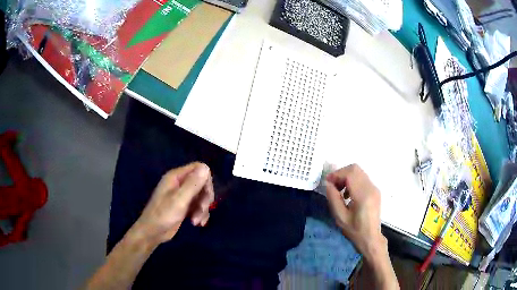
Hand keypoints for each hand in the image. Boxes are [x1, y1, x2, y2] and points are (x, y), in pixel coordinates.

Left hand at [132, 162, 213, 244]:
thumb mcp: (179, 199)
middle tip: (202, 209)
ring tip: (197, 221)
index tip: (206, 194)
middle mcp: (180, 183)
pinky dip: (200, 214)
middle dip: (205, 198)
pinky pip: (198, 206)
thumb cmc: (163, 214)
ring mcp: (182, 195)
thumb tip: (206, 167)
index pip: (198, 168)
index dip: (206, 180)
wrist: (152, 232)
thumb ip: (193, 184)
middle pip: (202, 183)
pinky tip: (198, 223)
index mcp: (176, 177)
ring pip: (201, 196)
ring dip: (203, 209)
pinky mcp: (184, 206)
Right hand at [325, 164, 386, 260]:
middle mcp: (371, 188)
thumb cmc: (354, 230)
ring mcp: (374, 188)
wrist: (371, 238)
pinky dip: (353, 181)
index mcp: (363, 195)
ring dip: (346, 177)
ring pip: (359, 172)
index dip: (337, 174)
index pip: (350, 173)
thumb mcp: (340, 217)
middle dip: (341, 174)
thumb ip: (333, 198)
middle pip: (355, 169)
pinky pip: (362, 178)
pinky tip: (348, 194)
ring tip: (339, 191)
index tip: (327, 182)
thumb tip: (328, 183)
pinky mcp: (375, 190)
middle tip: (332, 185)